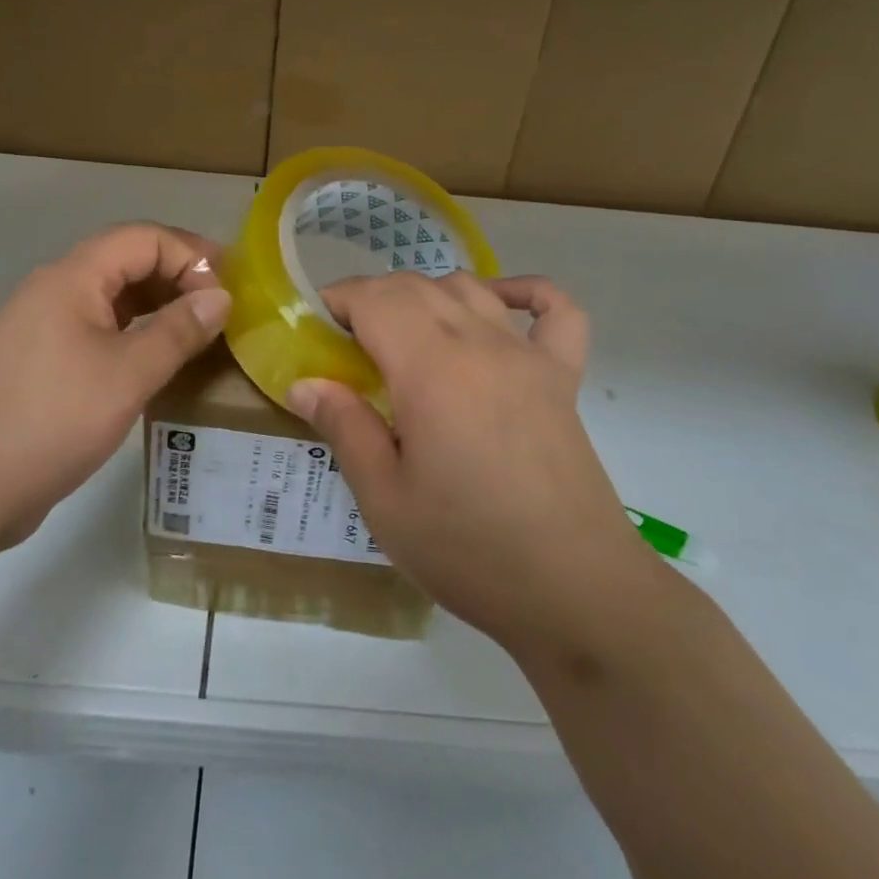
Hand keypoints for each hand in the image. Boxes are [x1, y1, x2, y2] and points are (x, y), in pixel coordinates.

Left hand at [0, 223, 230, 552]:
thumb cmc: (51, 419)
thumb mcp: (128, 374)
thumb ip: (178, 330)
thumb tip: (220, 298)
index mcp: (72, 277)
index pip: (143, 238)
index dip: (191, 255)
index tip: (228, 291)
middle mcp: (55, 289)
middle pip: (126, 260)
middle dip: (177, 275)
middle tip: (221, 307)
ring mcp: (43, 325)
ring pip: (111, 296)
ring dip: (157, 304)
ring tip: (198, 330)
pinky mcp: (39, 360)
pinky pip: (97, 328)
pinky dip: (133, 332)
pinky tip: (156, 359)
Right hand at [285, 272, 662, 662]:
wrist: (575, 592)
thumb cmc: (467, 549)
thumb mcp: (384, 499)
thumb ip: (344, 427)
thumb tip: (303, 383)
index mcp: (431, 369)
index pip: (376, 298)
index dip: (340, 299)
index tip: (318, 325)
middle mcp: (480, 344)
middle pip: (418, 286)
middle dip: (374, 297)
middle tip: (350, 342)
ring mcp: (529, 357)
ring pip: (470, 288)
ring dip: (428, 294)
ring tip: (407, 333)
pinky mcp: (563, 378)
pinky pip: (554, 310)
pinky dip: (525, 292)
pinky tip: (499, 304)